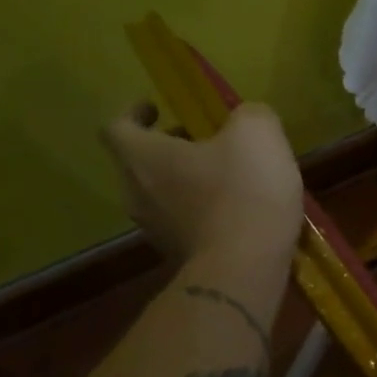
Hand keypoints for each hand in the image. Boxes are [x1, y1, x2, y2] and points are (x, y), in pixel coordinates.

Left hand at [101, 100, 301, 263]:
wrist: (246, 268)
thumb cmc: (243, 191)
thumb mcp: (258, 133)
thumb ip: (249, 115)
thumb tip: (245, 119)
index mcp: (144, 156)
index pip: (118, 126)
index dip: (134, 113)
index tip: (156, 108)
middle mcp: (137, 193)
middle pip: (140, 163)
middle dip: (168, 148)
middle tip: (201, 141)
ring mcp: (156, 230)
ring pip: (161, 195)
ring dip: (186, 182)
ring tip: (226, 178)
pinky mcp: (180, 256)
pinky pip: (185, 224)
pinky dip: (203, 213)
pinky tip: (239, 212)